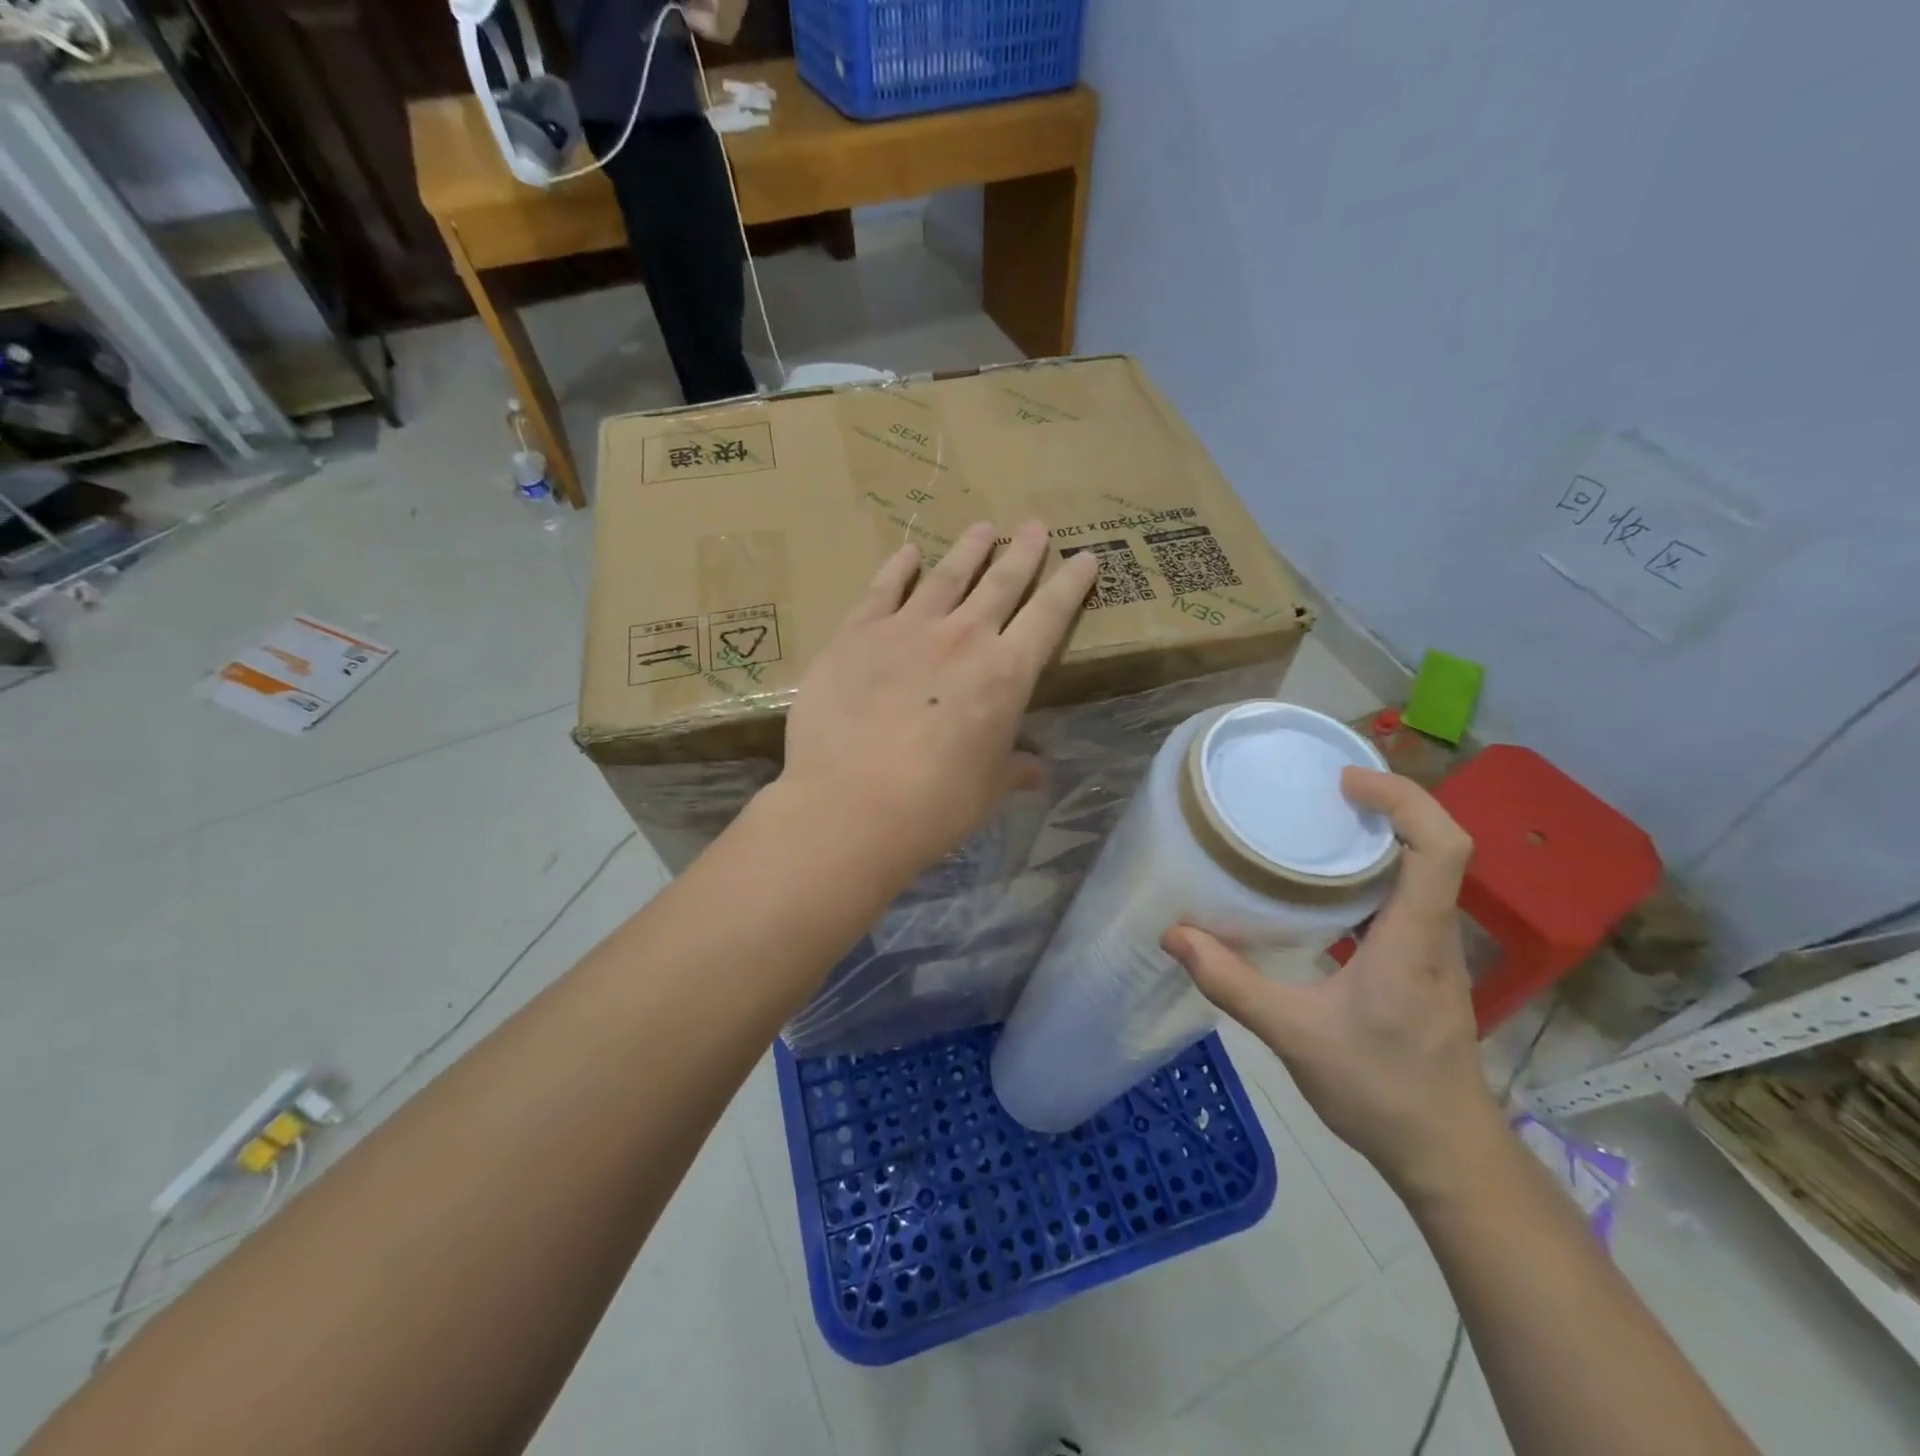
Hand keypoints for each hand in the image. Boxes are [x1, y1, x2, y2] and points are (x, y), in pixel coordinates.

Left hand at [775, 520, 1098, 884]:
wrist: (850, 803)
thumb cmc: (934, 805)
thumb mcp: (987, 791)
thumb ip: (1013, 770)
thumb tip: (1036, 771)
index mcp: (1005, 675)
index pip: (1050, 616)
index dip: (1071, 584)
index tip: (1085, 557)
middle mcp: (962, 639)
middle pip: (1001, 583)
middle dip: (1023, 553)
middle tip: (1034, 525)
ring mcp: (906, 629)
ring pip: (947, 576)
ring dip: (968, 549)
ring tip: (983, 527)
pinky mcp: (856, 634)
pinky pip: (883, 589)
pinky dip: (898, 568)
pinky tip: (908, 553)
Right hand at [1163, 769, 1502, 1199]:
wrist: (1445, 1153)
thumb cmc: (1379, 1091)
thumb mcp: (1293, 1036)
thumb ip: (1231, 982)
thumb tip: (1175, 936)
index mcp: (1412, 940)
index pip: (1440, 847)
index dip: (1403, 799)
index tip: (1347, 781)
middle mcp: (1433, 934)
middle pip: (1436, 847)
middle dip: (1389, 804)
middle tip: (1324, 789)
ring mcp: (1434, 951)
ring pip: (1425, 871)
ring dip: (1382, 836)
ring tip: (1320, 823)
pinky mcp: (1423, 966)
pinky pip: (1409, 898)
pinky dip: (1374, 873)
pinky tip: (1325, 888)